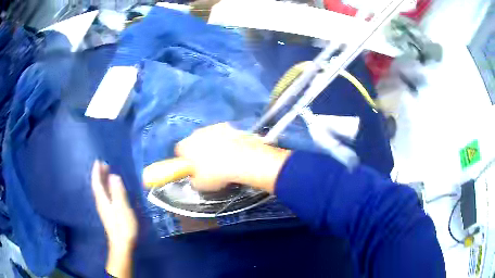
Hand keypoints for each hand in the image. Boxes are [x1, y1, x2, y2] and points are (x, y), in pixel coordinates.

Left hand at [91, 161, 136, 277]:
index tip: (98, 161)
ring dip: (102, 181)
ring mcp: (104, 209)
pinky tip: (110, 190)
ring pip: (100, 191)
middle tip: (104, 164)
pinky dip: (105, 189)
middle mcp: (101, 203)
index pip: (97, 182)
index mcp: (103, 200)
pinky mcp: (108, 214)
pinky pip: (104, 196)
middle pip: (97, 186)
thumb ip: (118, 192)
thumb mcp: (122, 208)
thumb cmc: (123, 226)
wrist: (121, 244)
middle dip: (99, 175)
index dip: (97, 171)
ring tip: (106, 174)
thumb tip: (113, 176)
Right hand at [175, 123, 290, 192]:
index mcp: (186, 146)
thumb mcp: (200, 185)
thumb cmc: (216, 174)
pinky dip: (225, 140)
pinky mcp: (228, 126)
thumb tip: (195, 177)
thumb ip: (193, 179)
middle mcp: (196, 133)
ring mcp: (213, 127)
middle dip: (198, 150)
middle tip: (207, 164)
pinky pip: (222, 134)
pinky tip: (233, 151)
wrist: (242, 160)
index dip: (184, 160)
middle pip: (193, 141)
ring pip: (208, 136)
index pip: (179, 151)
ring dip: (212, 144)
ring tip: (222, 158)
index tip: (191, 168)